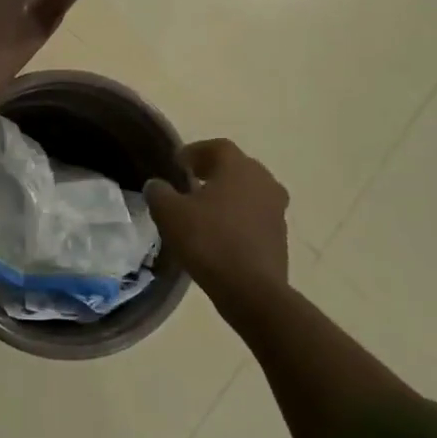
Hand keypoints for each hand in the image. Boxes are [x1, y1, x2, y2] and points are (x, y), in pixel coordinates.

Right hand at [145, 139, 290, 316]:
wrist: (252, 290)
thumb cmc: (209, 241)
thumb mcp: (169, 214)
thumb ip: (159, 193)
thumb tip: (156, 185)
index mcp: (239, 168)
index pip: (217, 147)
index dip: (195, 151)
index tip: (177, 163)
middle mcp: (263, 181)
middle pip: (236, 167)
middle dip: (213, 171)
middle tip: (190, 181)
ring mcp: (276, 209)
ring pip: (248, 192)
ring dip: (227, 195)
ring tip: (203, 209)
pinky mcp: (280, 236)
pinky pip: (255, 215)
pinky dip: (238, 217)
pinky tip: (219, 232)